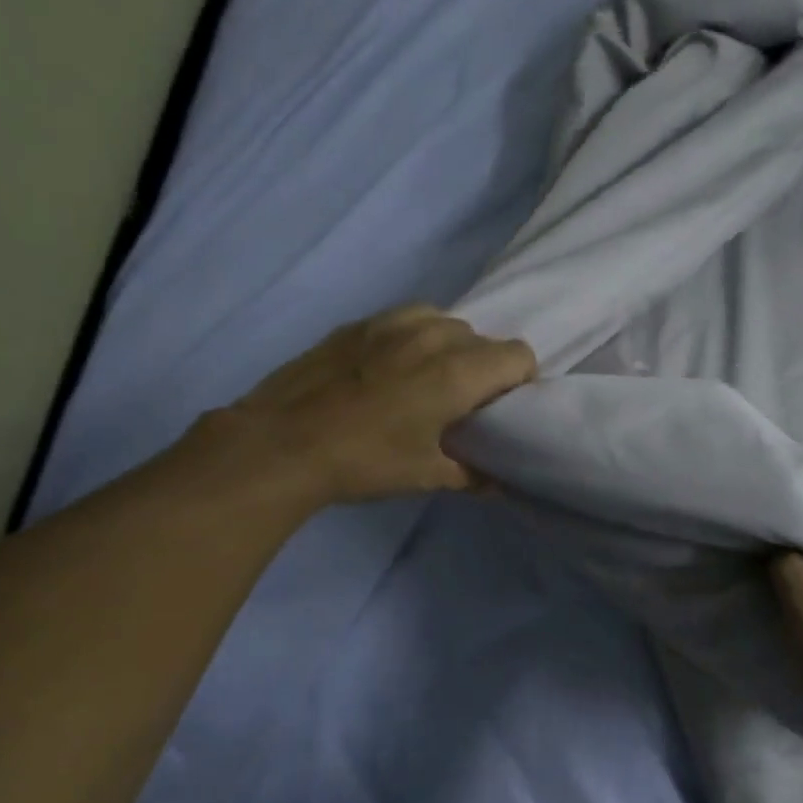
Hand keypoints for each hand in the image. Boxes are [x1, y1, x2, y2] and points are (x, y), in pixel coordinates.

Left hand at [212, 306, 536, 506]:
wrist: (282, 443)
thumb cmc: (364, 461)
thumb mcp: (424, 475)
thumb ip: (470, 474)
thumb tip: (495, 483)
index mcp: (457, 372)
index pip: (518, 355)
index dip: (520, 380)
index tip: (503, 407)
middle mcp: (432, 336)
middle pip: (483, 338)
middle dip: (485, 367)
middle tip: (465, 402)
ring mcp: (390, 324)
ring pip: (444, 322)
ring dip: (451, 347)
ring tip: (429, 379)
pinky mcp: (357, 324)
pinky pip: (406, 319)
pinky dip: (414, 338)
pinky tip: (392, 368)